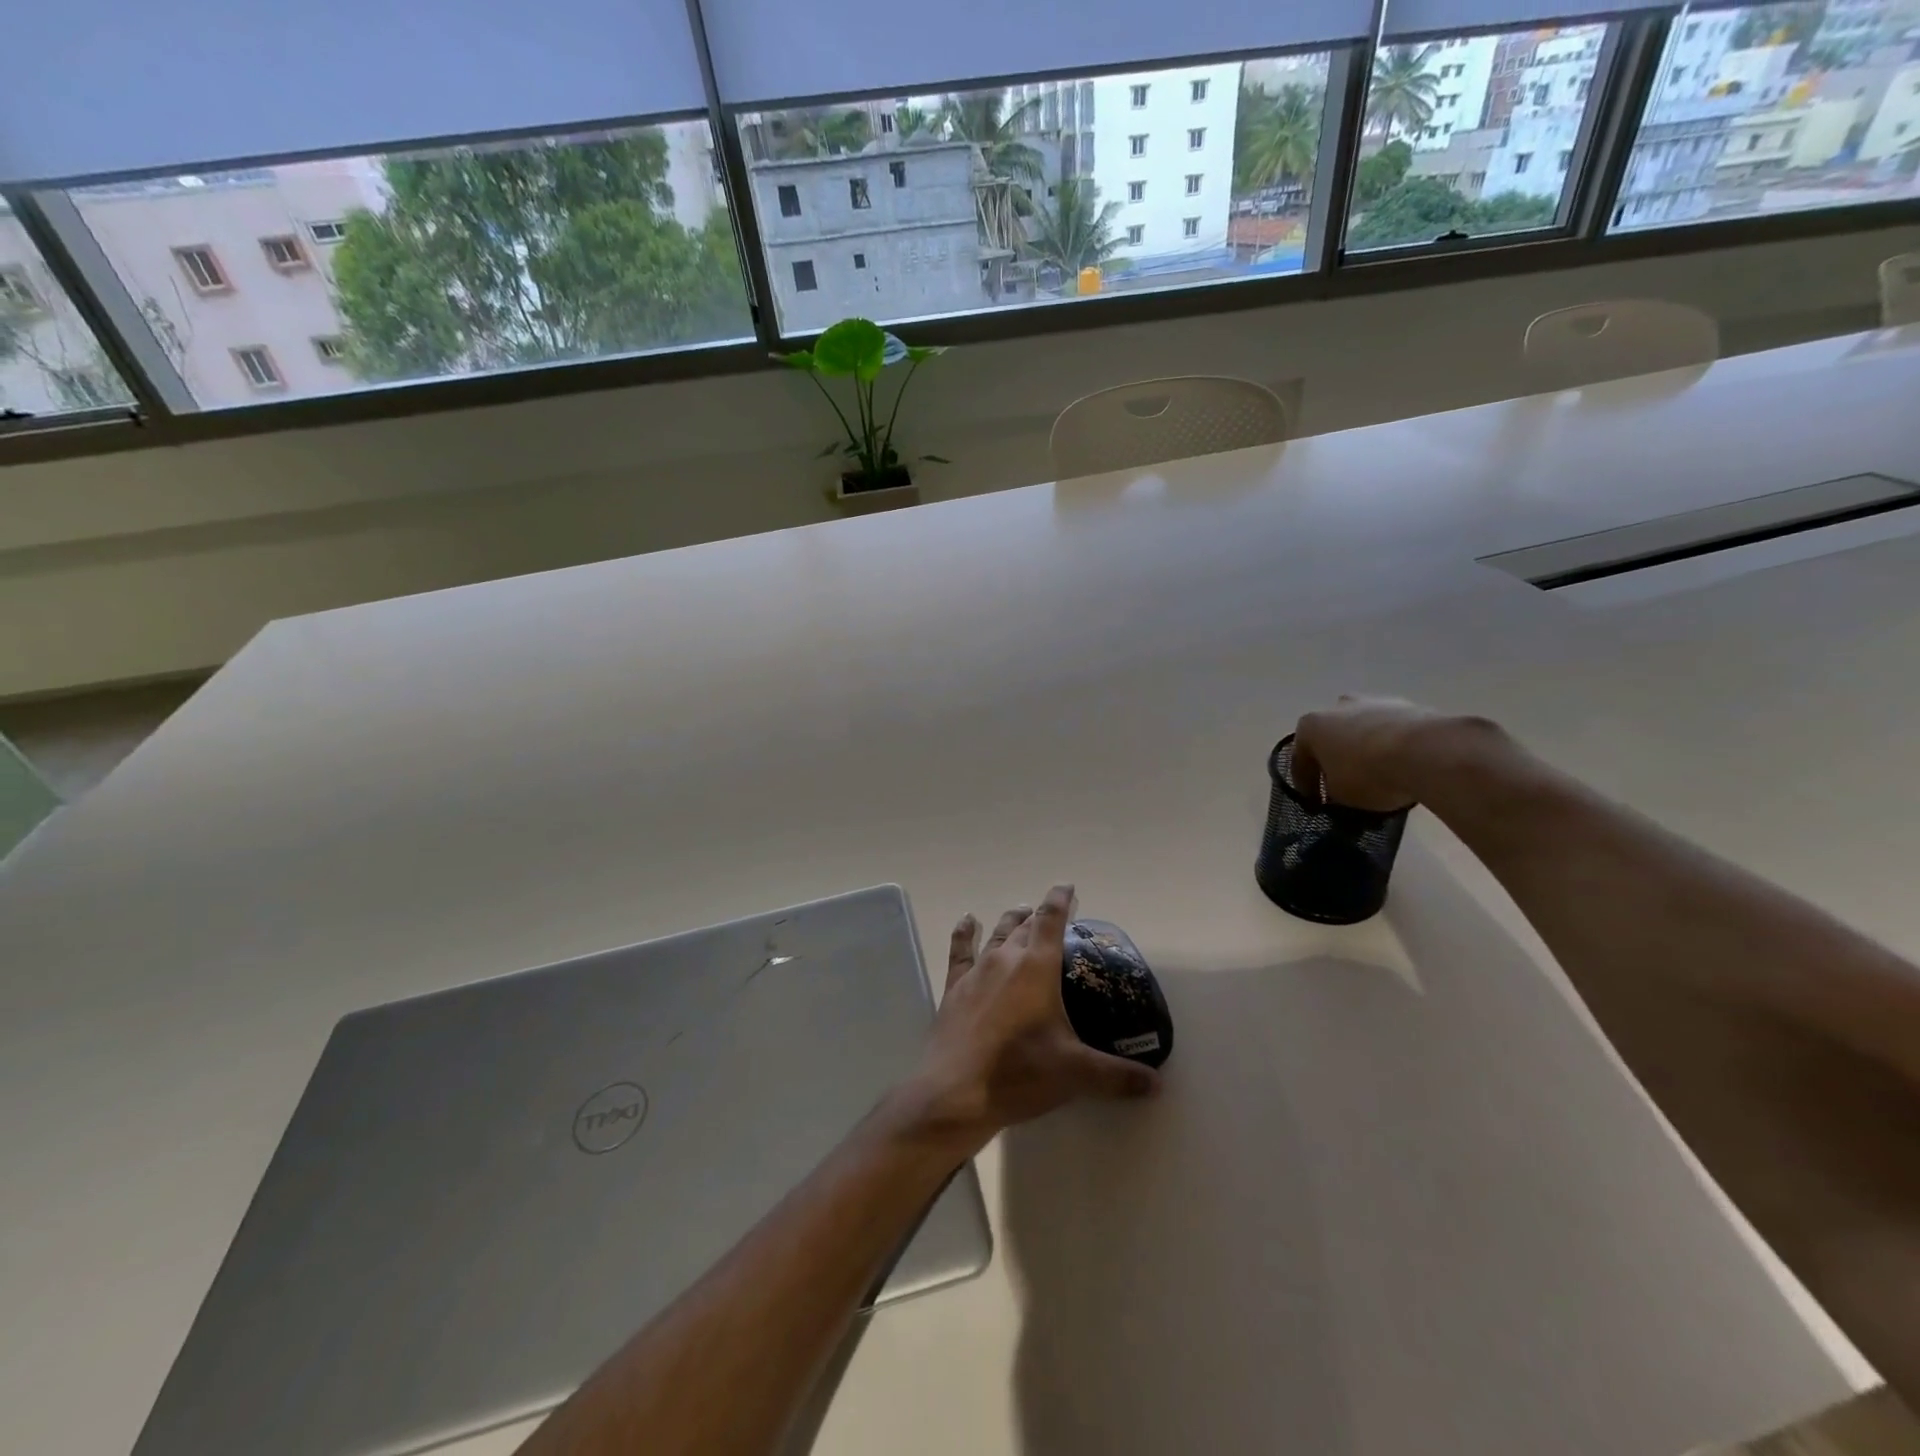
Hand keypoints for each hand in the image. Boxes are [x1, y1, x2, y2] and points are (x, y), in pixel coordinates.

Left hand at [901, 885, 1158, 1153]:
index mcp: (1037, 967)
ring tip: (1020, 910)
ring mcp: (977, 971)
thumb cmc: (1019, 1073)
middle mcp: (1006, 959)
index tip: (1068, 887)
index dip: (1060, 901)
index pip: (1052, 921)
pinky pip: (960, 950)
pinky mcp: (955, 988)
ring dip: (1011, 920)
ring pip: (997, 934)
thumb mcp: (1075, 1074)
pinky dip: (964, 933)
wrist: (955, 1092)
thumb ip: (1117, 1076)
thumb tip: (1157, 1084)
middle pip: (1025, 925)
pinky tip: (967, 921)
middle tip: (1051, 912)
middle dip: (1040, 915)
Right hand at [1290, 695, 1466, 812]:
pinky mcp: (1409, 706)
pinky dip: (1392, 745)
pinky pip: (1392, 731)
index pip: (1300, 760)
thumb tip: (1339, 789)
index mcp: (1311, 726)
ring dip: (1364, 748)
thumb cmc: (1368, 774)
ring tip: (1377, 774)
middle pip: (1332, 736)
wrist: (1426, 752)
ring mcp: (1375, 702)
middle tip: (1344, 782)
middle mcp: (1337, 707)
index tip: (1315, 803)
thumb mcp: (1340, 796)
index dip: (1306, 784)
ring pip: (1362, 729)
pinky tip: (1401, 765)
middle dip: (1335, 757)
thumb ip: (1332, 791)